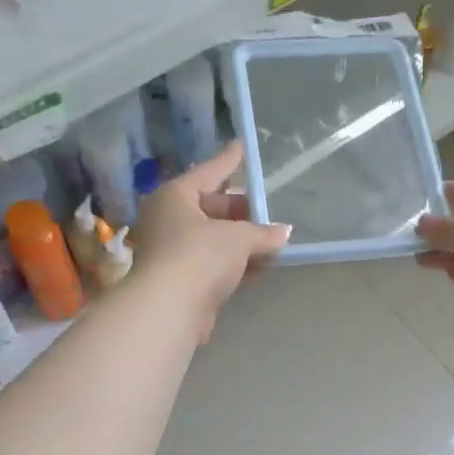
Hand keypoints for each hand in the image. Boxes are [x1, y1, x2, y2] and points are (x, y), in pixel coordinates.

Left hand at [133, 141, 290, 341]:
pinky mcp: (183, 280)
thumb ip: (262, 233)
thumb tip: (283, 232)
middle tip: (267, 210)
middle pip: (211, 207)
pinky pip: (215, 263)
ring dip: (243, 240)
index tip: (241, 145)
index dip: (229, 160)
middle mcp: (170, 219)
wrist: (170, 308)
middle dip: (241, 211)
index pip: (209, 172)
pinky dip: (237, 262)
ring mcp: (174, 251)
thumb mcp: (238, 238)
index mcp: (175, 197)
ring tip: (273, 239)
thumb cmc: (200, 255)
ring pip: (214, 238)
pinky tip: (263, 265)